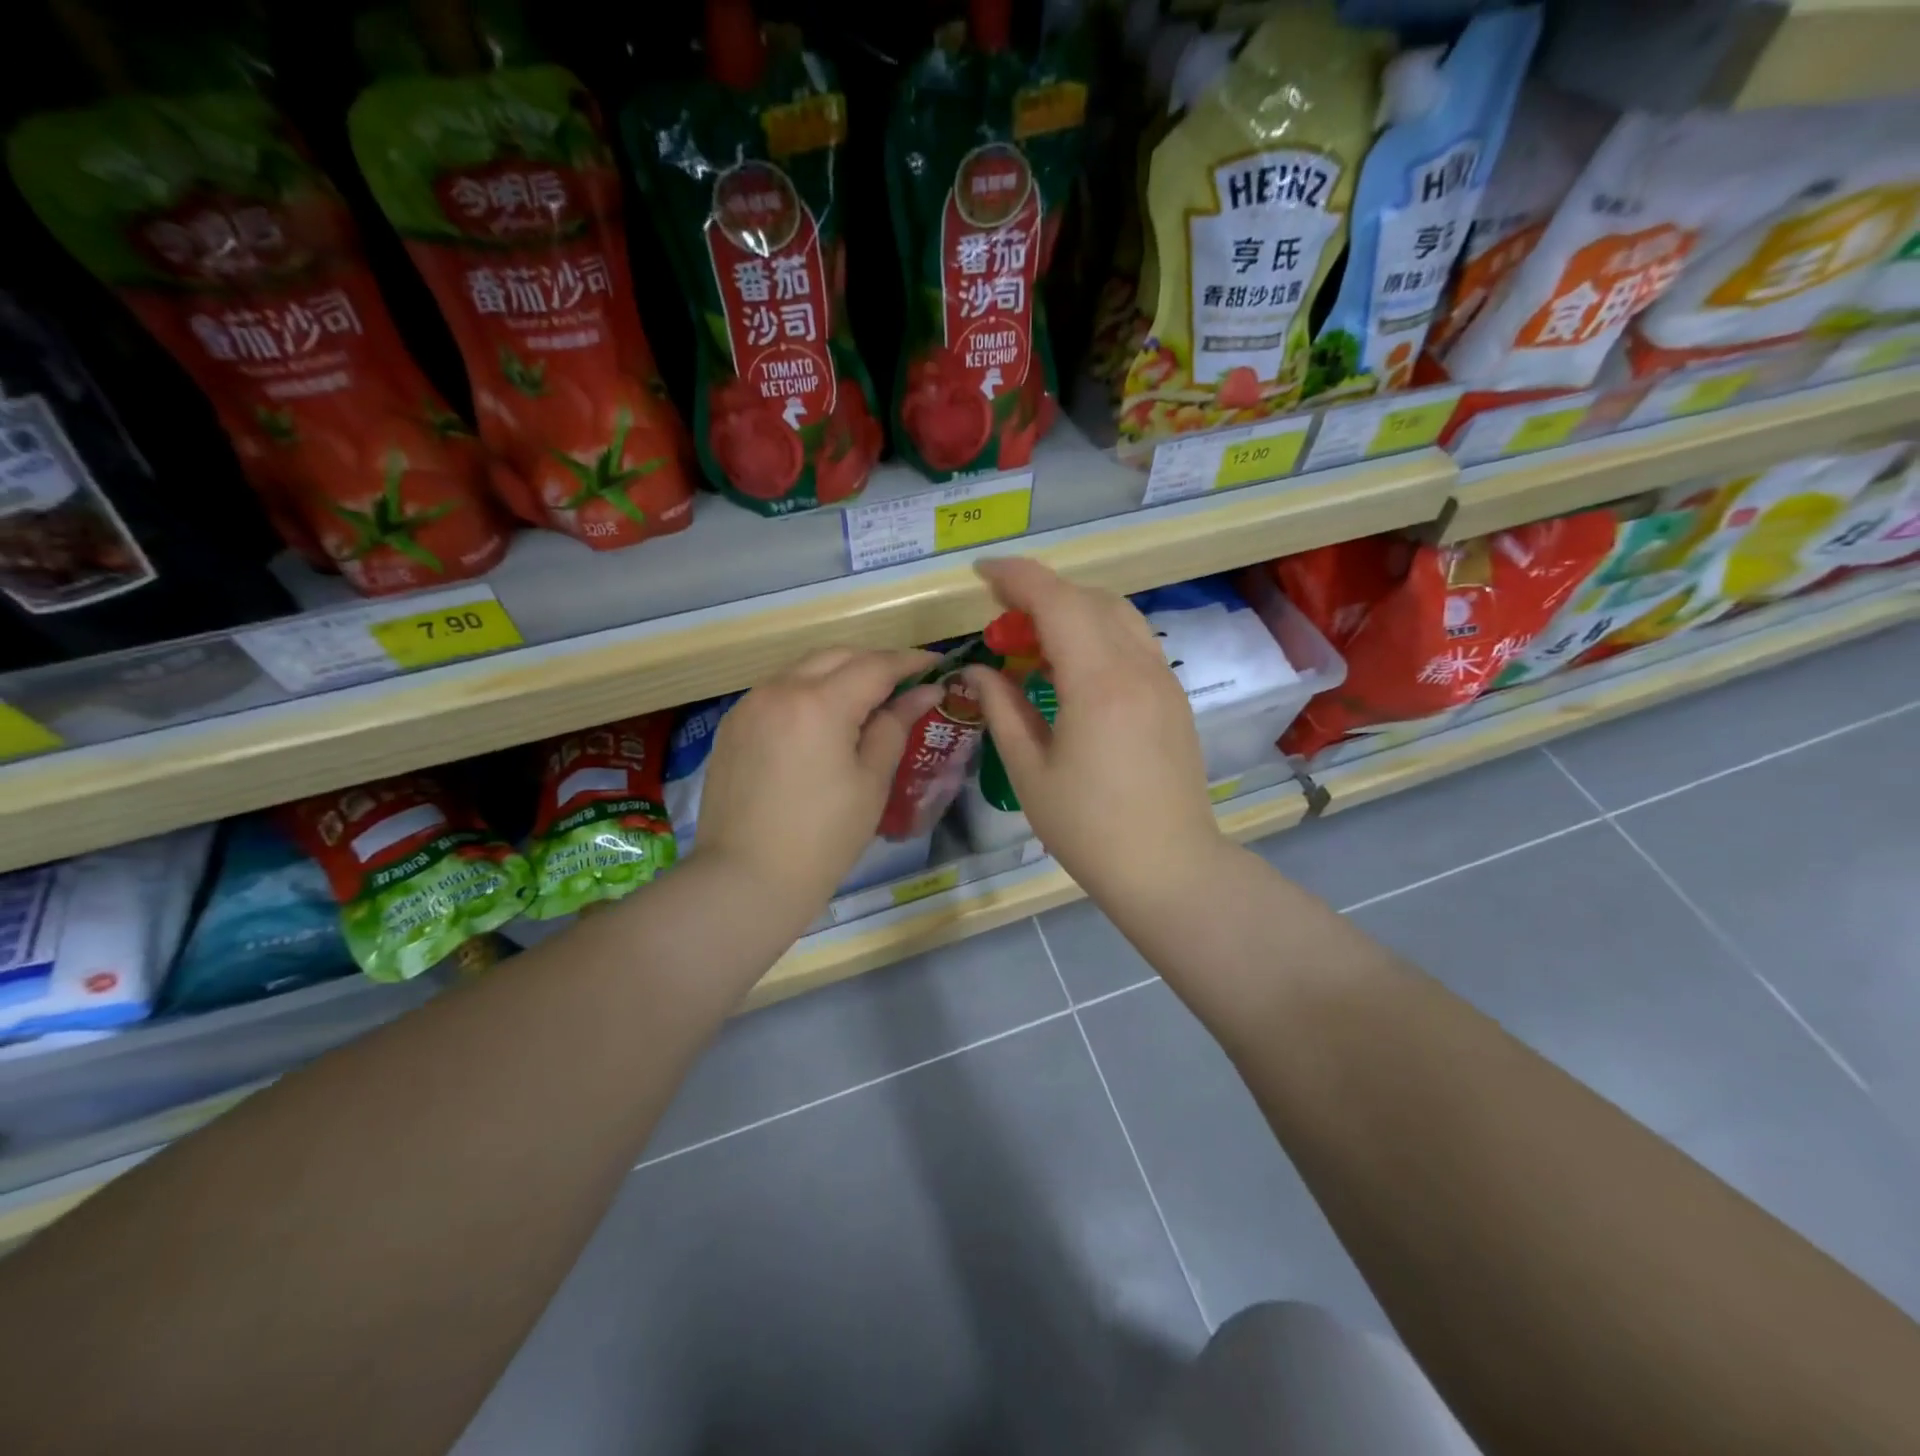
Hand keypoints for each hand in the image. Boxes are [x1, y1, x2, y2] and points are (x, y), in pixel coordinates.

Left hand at [693, 648, 941, 926]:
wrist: (745, 879)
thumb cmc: (822, 838)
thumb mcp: (871, 782)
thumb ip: (895, 726)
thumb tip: (924, 692)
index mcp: (819, 704)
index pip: (875, 665)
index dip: (910, 661)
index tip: (937, 665)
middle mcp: (779, 690)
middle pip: (837, 656)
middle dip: (874, 662)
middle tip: (905, 683)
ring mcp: (749, 705)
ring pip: (804, 669)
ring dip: (839, 674)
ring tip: (867, 700)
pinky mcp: (733, 725)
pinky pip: (779, 692)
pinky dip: (808, 693)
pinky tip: (823, 721)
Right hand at [962, 558, 1226, 905]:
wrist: (1168, 867)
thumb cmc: (1088, 828)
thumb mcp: (1031, 771)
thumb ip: (1002, 709)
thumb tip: (978, 672)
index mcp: (1098, 682)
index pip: (1056, 601)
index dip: (1016, 577)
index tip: (981, 573)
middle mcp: (1138, 667)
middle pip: (1088, 599)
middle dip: (1040, 594)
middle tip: (1000, 621)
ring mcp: (1162, 680)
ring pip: (1117, 615)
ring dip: (1072, 611)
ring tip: (1034, 641)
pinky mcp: (1173, 698)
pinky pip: (1133, 642)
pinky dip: (1097, 634)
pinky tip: (1072, 669)